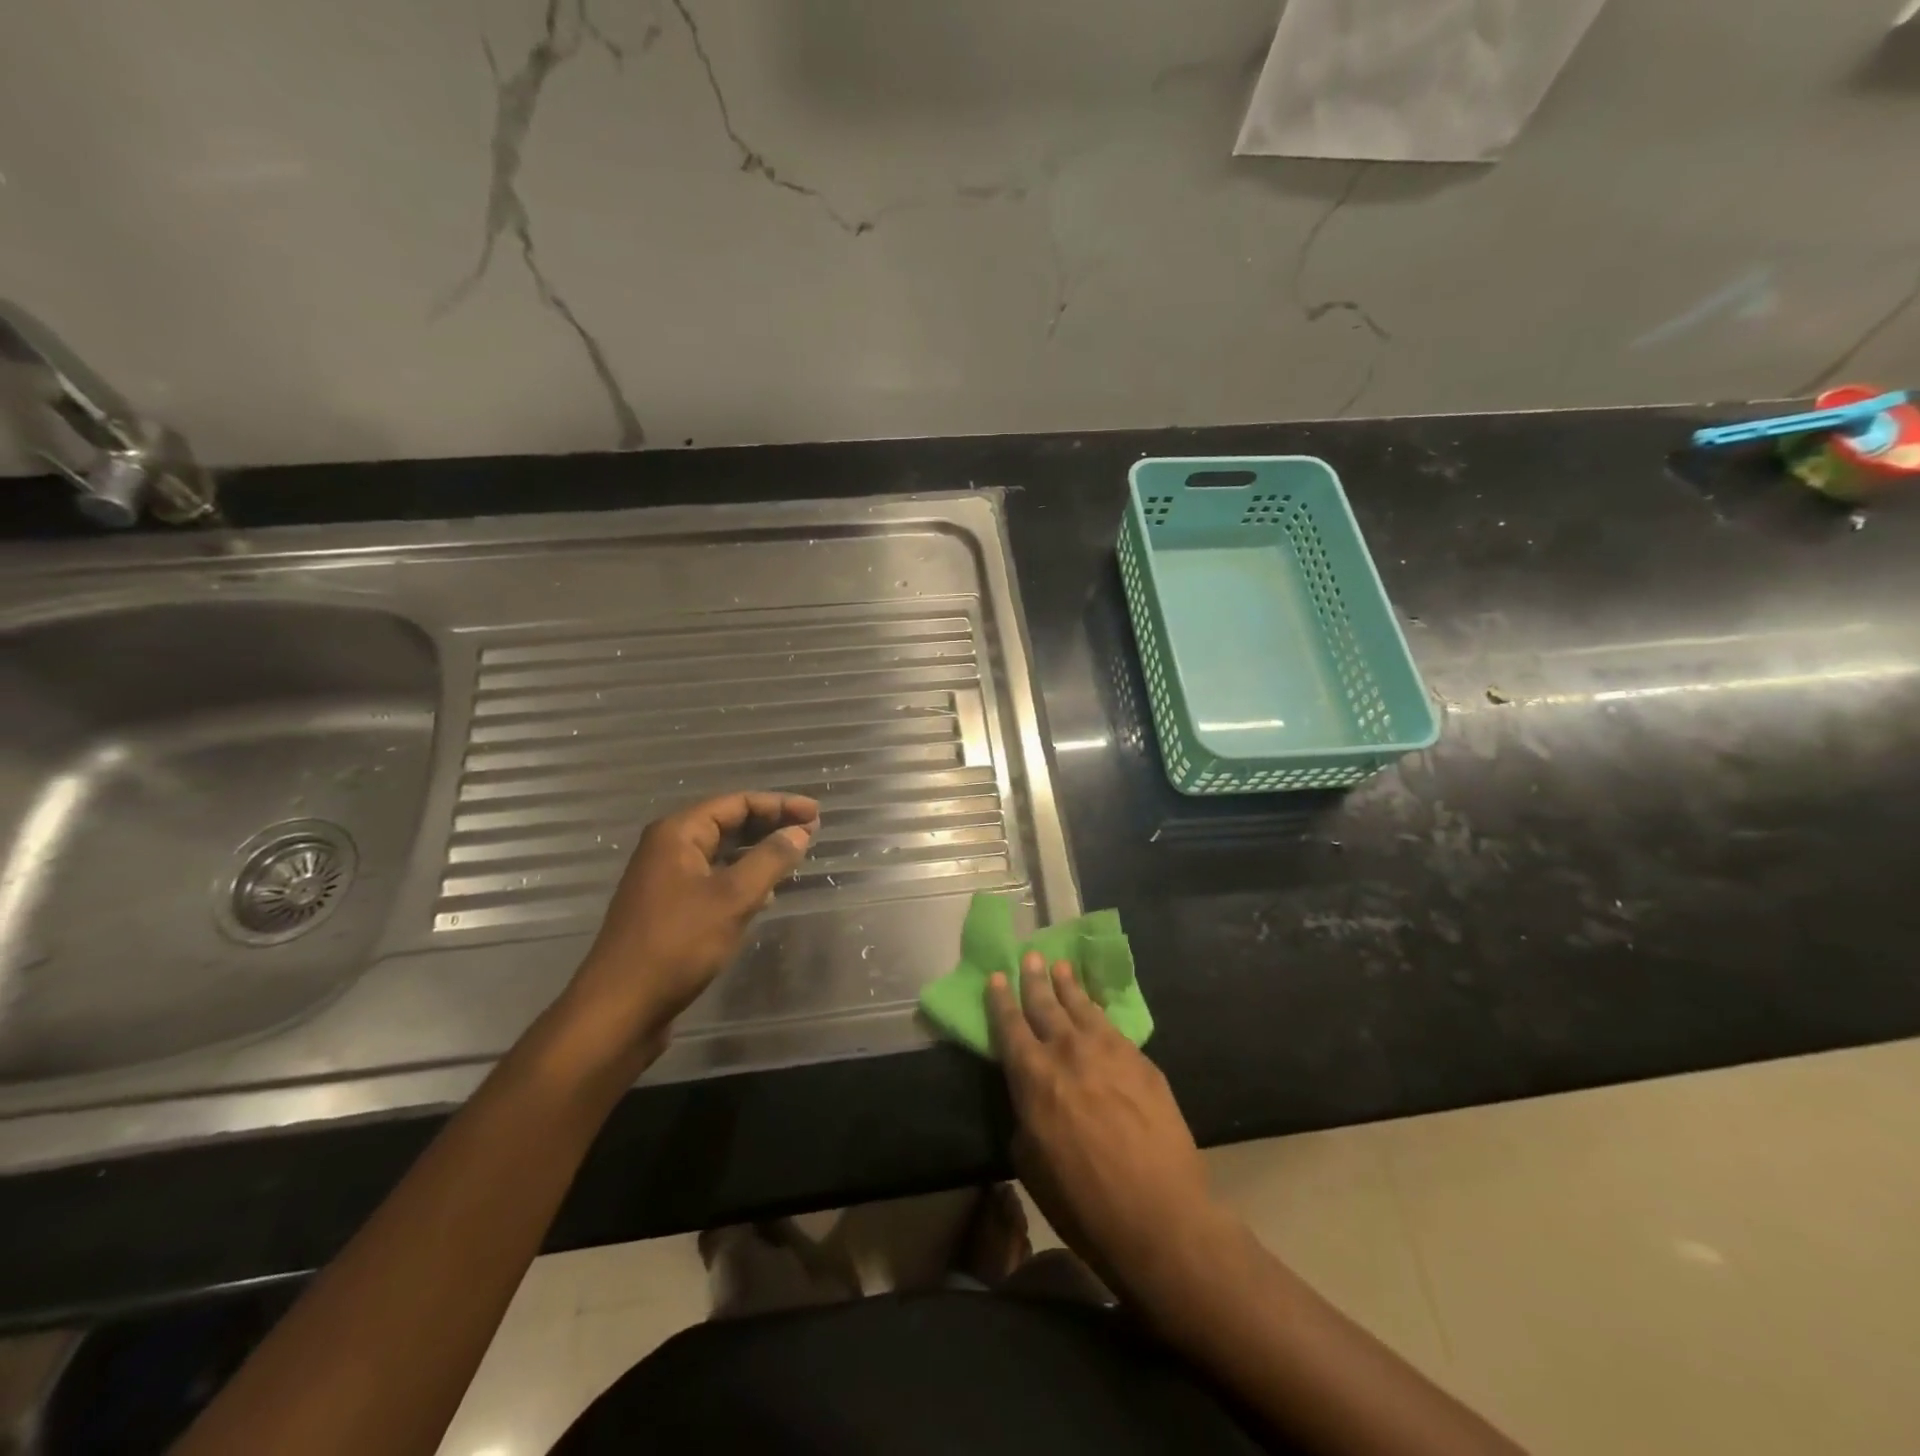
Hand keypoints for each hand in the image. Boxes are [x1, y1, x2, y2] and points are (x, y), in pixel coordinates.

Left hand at [562, 792, 818, 1055]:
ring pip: (721, 854)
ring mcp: (666, 880)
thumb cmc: (677, 944)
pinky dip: (742, 880)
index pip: (736, 803)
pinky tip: (765, 896)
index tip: (816, 814)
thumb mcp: (733, 898)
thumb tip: (799, 832)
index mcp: (678, 834)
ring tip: (794, 860)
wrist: (620, 1009)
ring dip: (758, 853)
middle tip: (811, 833)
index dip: (780, 805)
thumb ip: (770, 859)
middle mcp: (668, 849)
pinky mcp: (669, 910)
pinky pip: (713, 881)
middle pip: (727, 824)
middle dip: (770, 826)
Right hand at [987, 952, 1227, 1300]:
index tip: (997, 976)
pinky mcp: (1140, 1060)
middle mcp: (1067, 1051)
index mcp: (1033, 1076)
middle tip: (1030, 956)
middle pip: (1046, 1004)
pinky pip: (1112, 1024)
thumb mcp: (1030, 1162)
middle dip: (1035, 979)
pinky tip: (1096, 1005)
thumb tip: (1030, 1097)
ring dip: (1068, 985)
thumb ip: (1025, 1116)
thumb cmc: (1083, 1201)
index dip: (1001, 1000)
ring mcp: (1108, 1050)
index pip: (1010, 1026)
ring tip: (1060, 966)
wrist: (1158, 1215)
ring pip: (1081, 1006)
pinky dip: (1098, 1009)